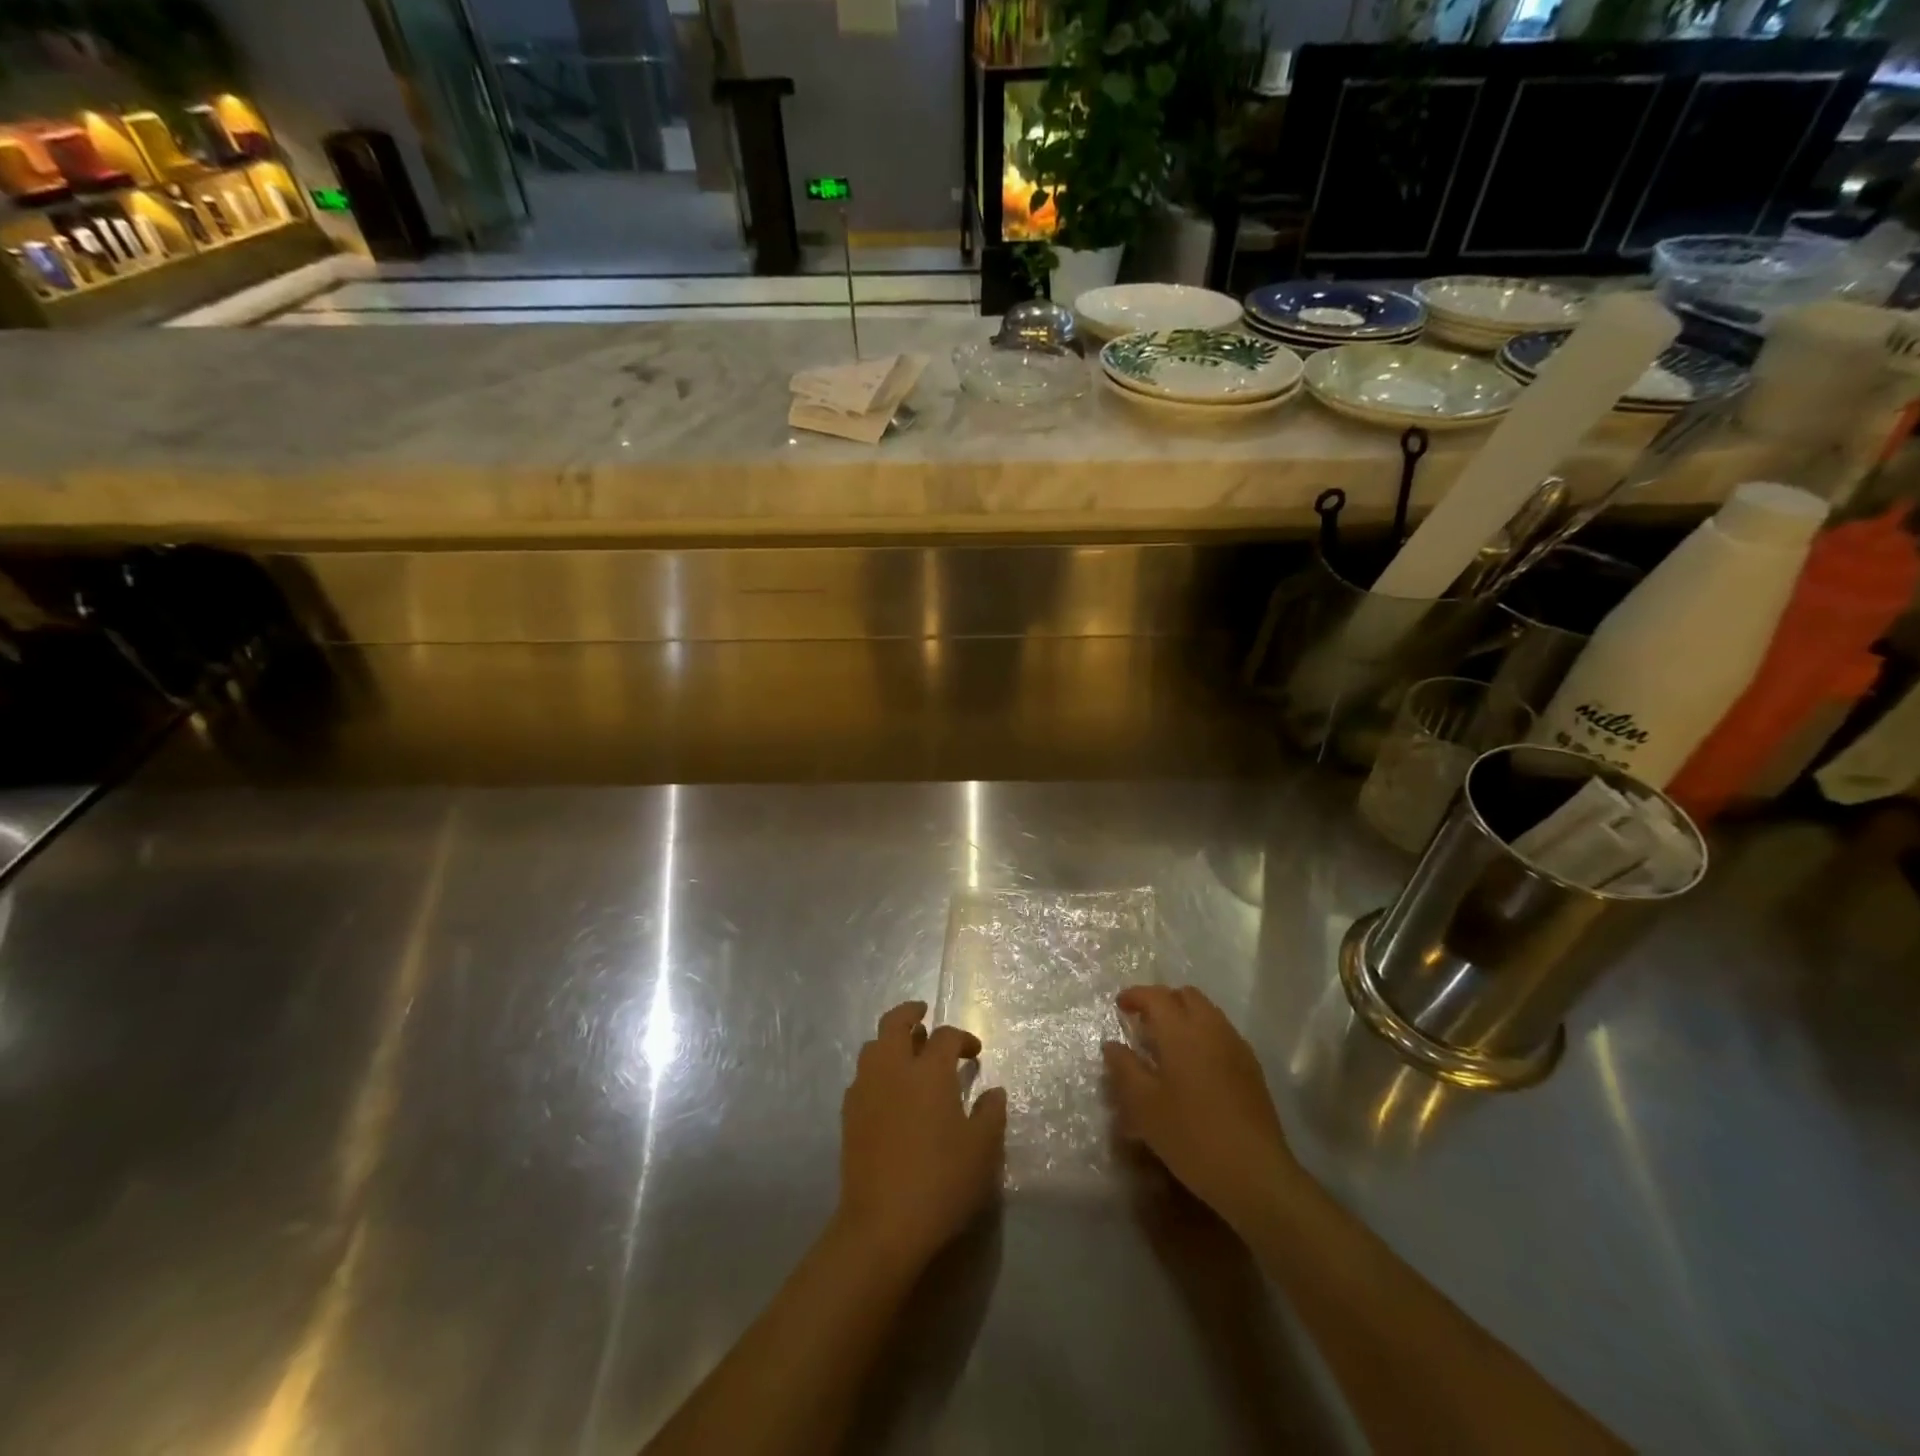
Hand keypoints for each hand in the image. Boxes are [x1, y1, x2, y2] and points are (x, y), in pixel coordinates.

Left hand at [837, 1000, 1007, 1275]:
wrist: (882, 1224)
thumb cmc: (940, 1181)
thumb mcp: (982, 1150)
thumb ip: (991, 1113)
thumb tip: (993, 1091)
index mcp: (929, 1071)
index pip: (945, 1036)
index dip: (962, 1038)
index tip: (974, 1052)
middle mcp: (893, 1069)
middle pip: (895, 1022)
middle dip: (911, 1012)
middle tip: (924, 1014)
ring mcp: (866, 1089)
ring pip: (873, 1045)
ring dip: (890, 1040)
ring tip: (907, 1052)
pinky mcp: (849, 1114)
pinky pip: (862, 1075)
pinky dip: (876, 1069)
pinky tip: (888, 1090)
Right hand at [1103, 985, 1294, 1233]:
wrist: (1254, 1173)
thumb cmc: (1190, 1135)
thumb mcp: (1144, 1105)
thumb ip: (1124, 1068)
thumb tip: (1112, 1044)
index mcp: (1181, 1031)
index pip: (1155, 996)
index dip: (1135, 996)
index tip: (1120, 1006)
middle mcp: (1211, 1028)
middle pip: (1186, 995)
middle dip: (1163, 1001)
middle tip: (1144, 1022)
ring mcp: (1235, 1046)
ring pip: (1207, 1012)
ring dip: (1185, 1016)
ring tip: (1168, 1044)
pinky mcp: (1252, 1068)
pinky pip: (1222, 1033)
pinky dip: (1203, 1034)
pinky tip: (1195, 1066)